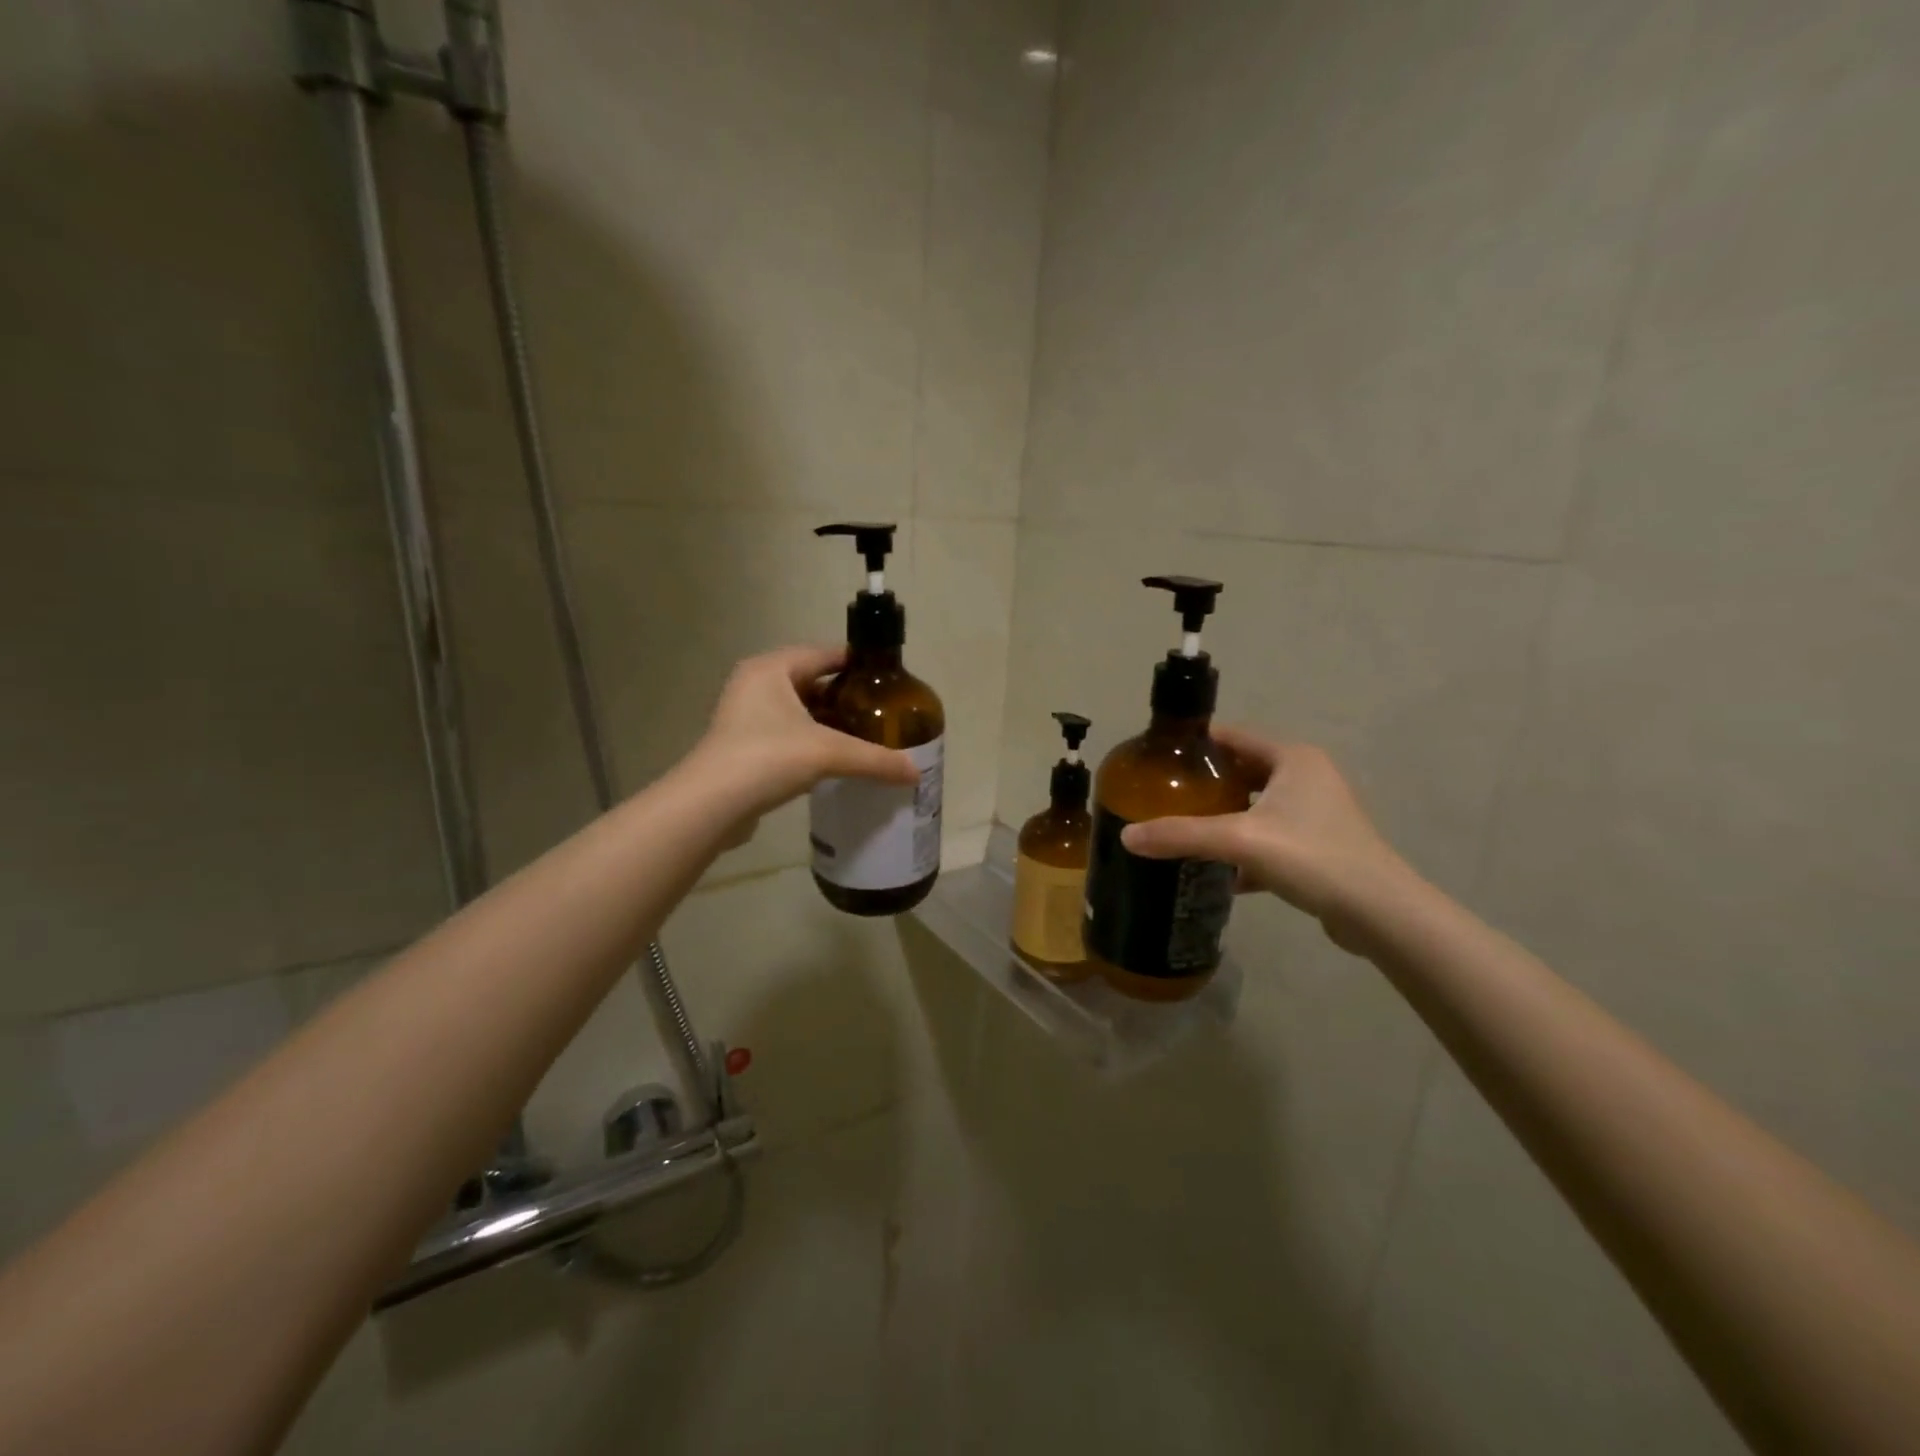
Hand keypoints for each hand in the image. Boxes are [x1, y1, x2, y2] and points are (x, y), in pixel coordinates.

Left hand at [691, 645, 919, 831]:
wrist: (710, 805)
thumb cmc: (767, 759)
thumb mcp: (828, 754)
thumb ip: (875, 760)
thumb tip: (916, 773)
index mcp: (771, 668)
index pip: (824, 654)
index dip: (858, 664)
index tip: (889, 680)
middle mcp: (755, 684)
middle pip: (811, 681)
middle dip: (845, 697)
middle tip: (880, 712)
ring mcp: (744, 715)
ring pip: (798, 710)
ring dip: (827, 722)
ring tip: (864, 736)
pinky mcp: (742, 744)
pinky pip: (786, 733)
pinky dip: (810, 741)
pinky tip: (833, 760)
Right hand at [1120, 728, 1415, 949]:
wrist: (1379, 913)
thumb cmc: (1311, 857)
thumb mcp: (1239, 841)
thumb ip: (1181, 835)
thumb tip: (1126, 837)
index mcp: (1293, 759)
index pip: (1233, 736)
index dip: (1196, 743)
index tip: (1159, 758)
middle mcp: (1308, 777)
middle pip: (1244, 771)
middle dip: (1207, 783)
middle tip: (1165, 795)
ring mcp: (1317, 812)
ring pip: (1258, 806)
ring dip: (1226, 816)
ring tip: (1186, 828)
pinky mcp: (1321, 846)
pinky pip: (1272, 837)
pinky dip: (1247, 848)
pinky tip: (1222, 871)